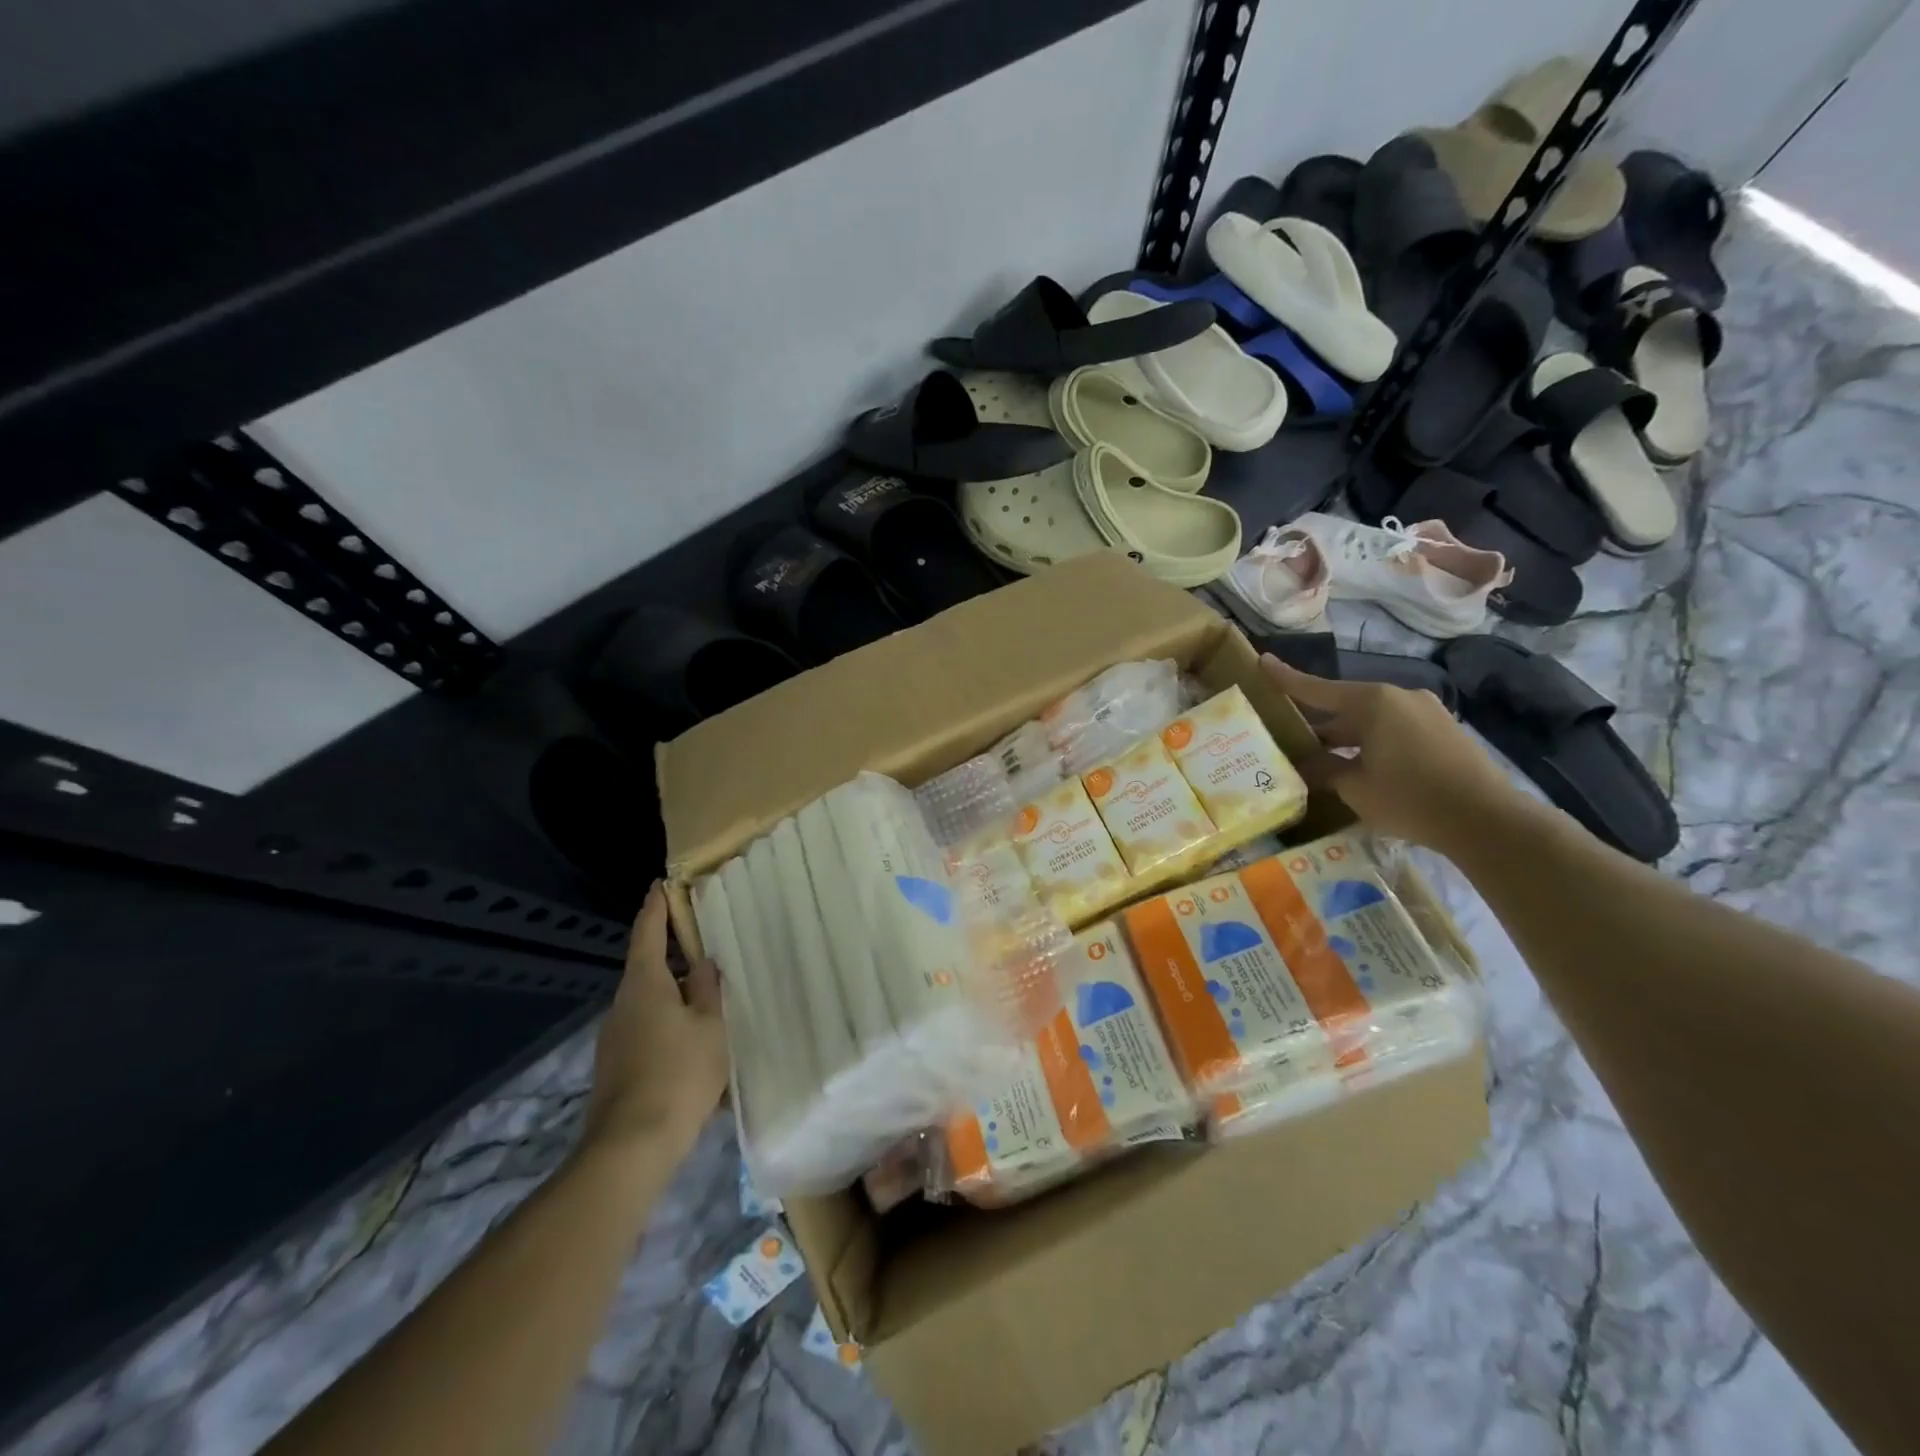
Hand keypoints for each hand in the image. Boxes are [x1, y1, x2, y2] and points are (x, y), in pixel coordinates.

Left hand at [583, 882, 728, 1156]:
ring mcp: (615, 1039)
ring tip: (709, 1005)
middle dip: (675, 959)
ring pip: (650, 1004)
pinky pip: (648, 1033)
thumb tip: (702, 963)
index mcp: (644, 985)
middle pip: (649, 970)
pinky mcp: (616, 1068)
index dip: (656, 907)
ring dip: (675, 999)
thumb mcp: (710, 1026)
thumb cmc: (679, 1073)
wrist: (631, 1147)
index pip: (648, 933)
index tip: (662, 885)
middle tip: (706, 950)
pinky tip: (695, 1048)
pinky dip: (670, 1029)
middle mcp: (622, 1005)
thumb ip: (707, 989)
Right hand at [1261, 655, 1529, 854]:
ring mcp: (1425, 711)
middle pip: (1345, 706)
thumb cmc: (1410, 798)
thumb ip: (1325, 769)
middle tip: (1288, 737)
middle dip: (1317, 723)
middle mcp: (1399, 697)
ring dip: (1346, 737)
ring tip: (1322, 758)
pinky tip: (1360, 765)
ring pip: (1370, 720)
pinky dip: (1372, 742)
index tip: (1262, 661)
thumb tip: (1304, 764)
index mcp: (1372, 702)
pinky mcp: (1442, 730)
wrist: (1487, 819)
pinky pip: (1394, 729)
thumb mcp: (1355, 787)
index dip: (1286, 678)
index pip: (1317, 689)